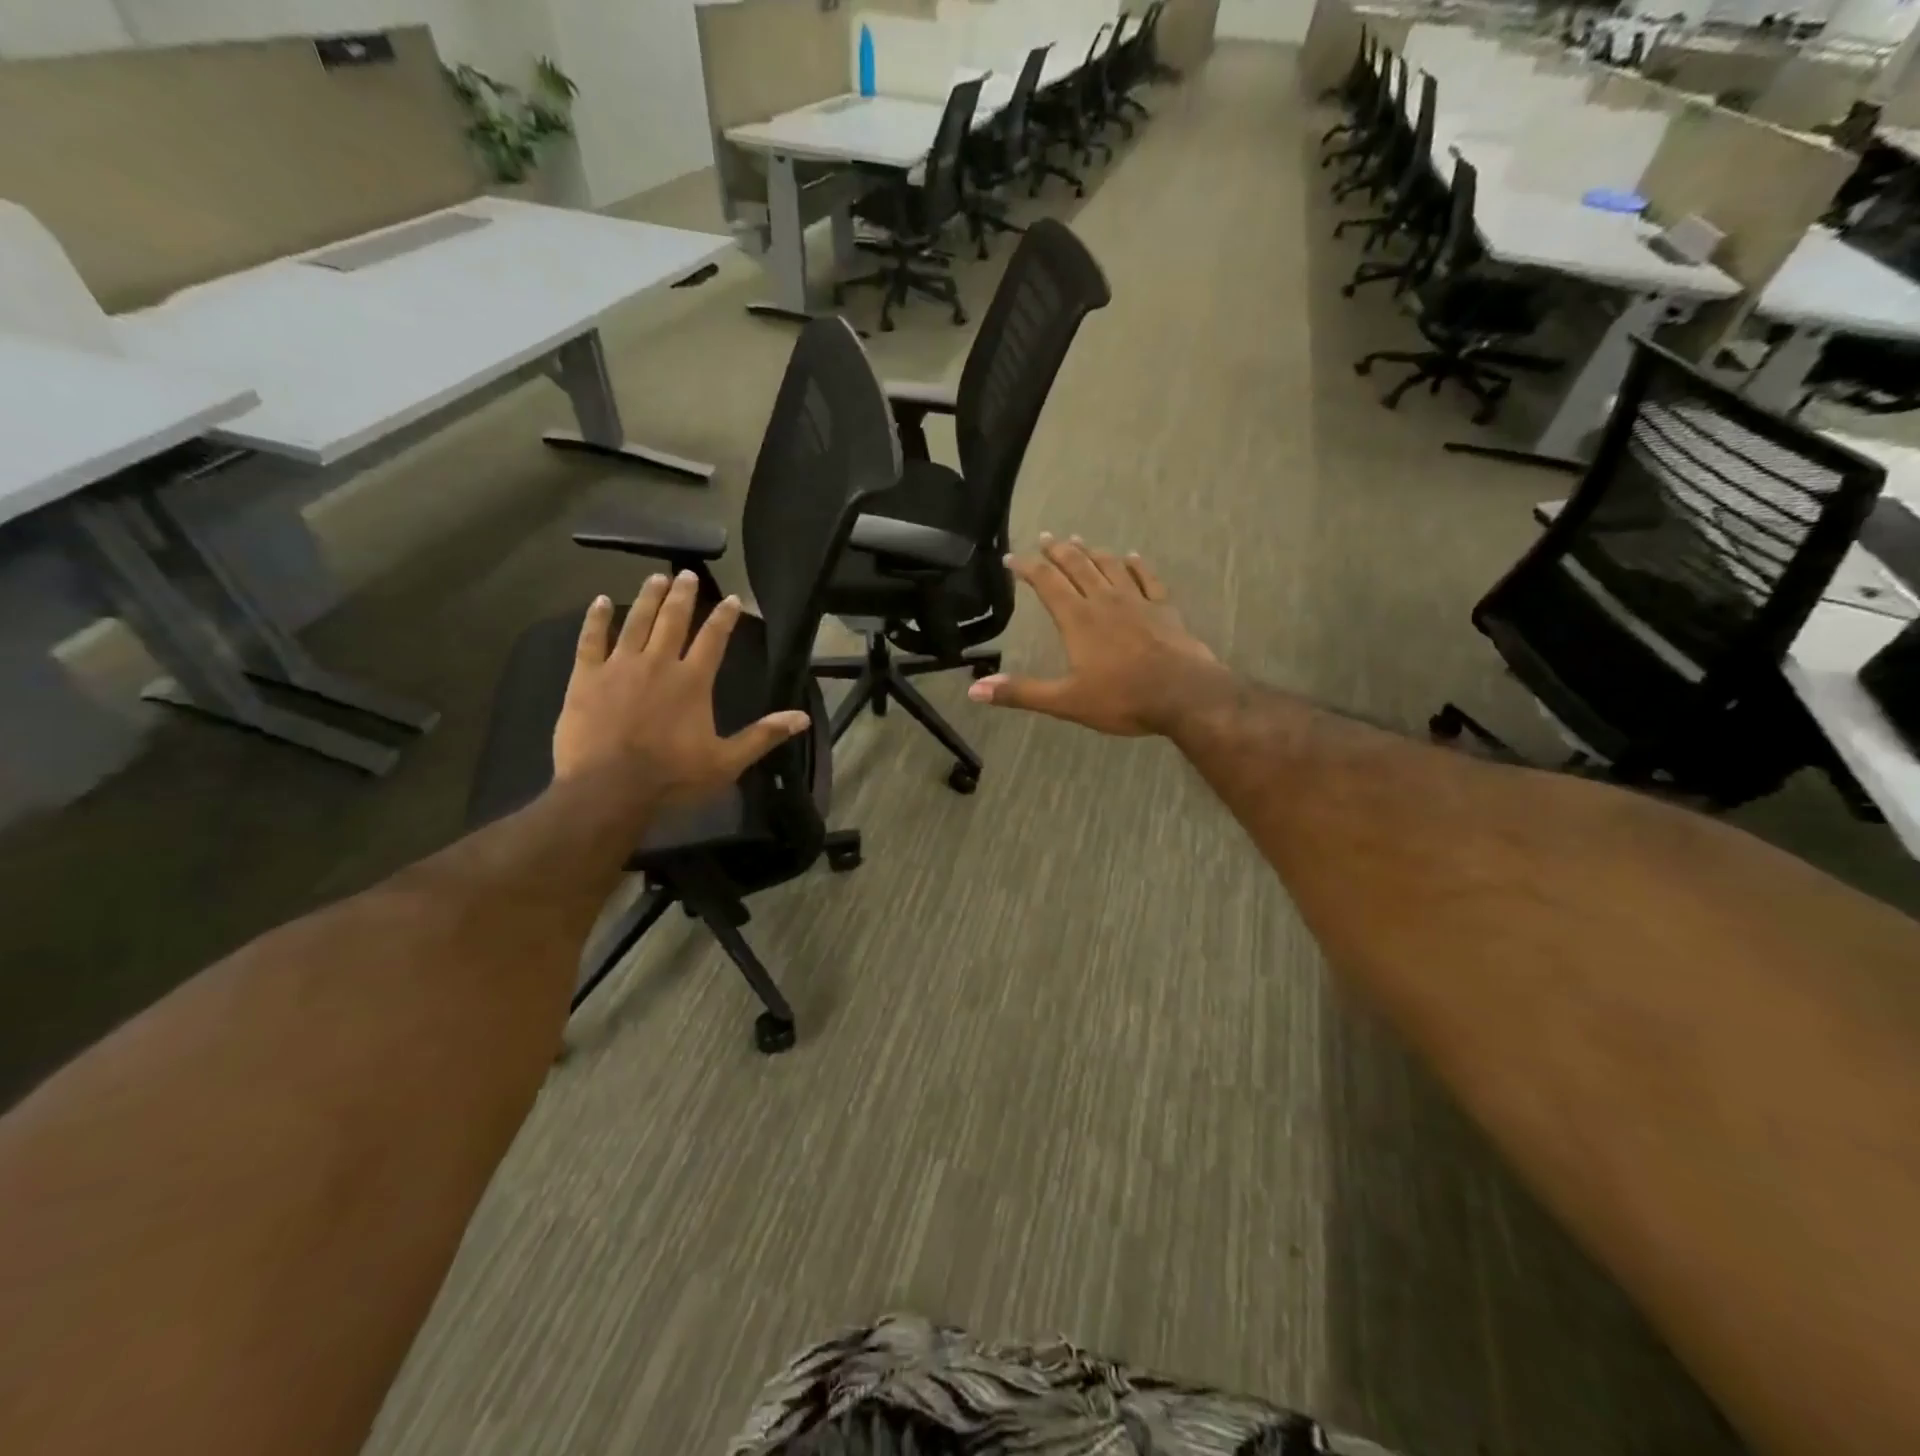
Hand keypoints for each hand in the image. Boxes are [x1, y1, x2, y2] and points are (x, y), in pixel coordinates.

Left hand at [553, 571, 808, 799]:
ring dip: (647, 598)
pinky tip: (599, 602)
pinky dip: (596, 619)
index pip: (714, 639)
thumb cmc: (671, 778)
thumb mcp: (726, 762)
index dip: (724, 617)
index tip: (732, 598)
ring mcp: (619, 667)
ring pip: (635, 622)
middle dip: (682, 595)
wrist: (608, 790)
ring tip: (655, 578)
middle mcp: (658, 663)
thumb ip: (763, 736)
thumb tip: (803, 718)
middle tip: (687, 574)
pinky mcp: (586, 678)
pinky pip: (591, 639)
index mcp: (693, 681)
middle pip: (673, 620)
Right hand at [967, 535, 1228, 736]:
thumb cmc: (1122, 699)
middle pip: (1077, 565)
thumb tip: (974, 690)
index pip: (1047, 582)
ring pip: (1109, 566)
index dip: (1027, 567)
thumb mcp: (1065, 701)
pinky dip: (1136, 565)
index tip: (1012, 557)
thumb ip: (1021, 692)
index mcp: (1078, 619)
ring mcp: (1137, 601)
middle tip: (1046, 537)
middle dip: (1058, 550)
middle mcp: (1104, 601)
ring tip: (1080, 540)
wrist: (1184, 695)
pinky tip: (1131, 556)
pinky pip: (1147, 578)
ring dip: (1092, 551)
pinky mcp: (1164, 609)